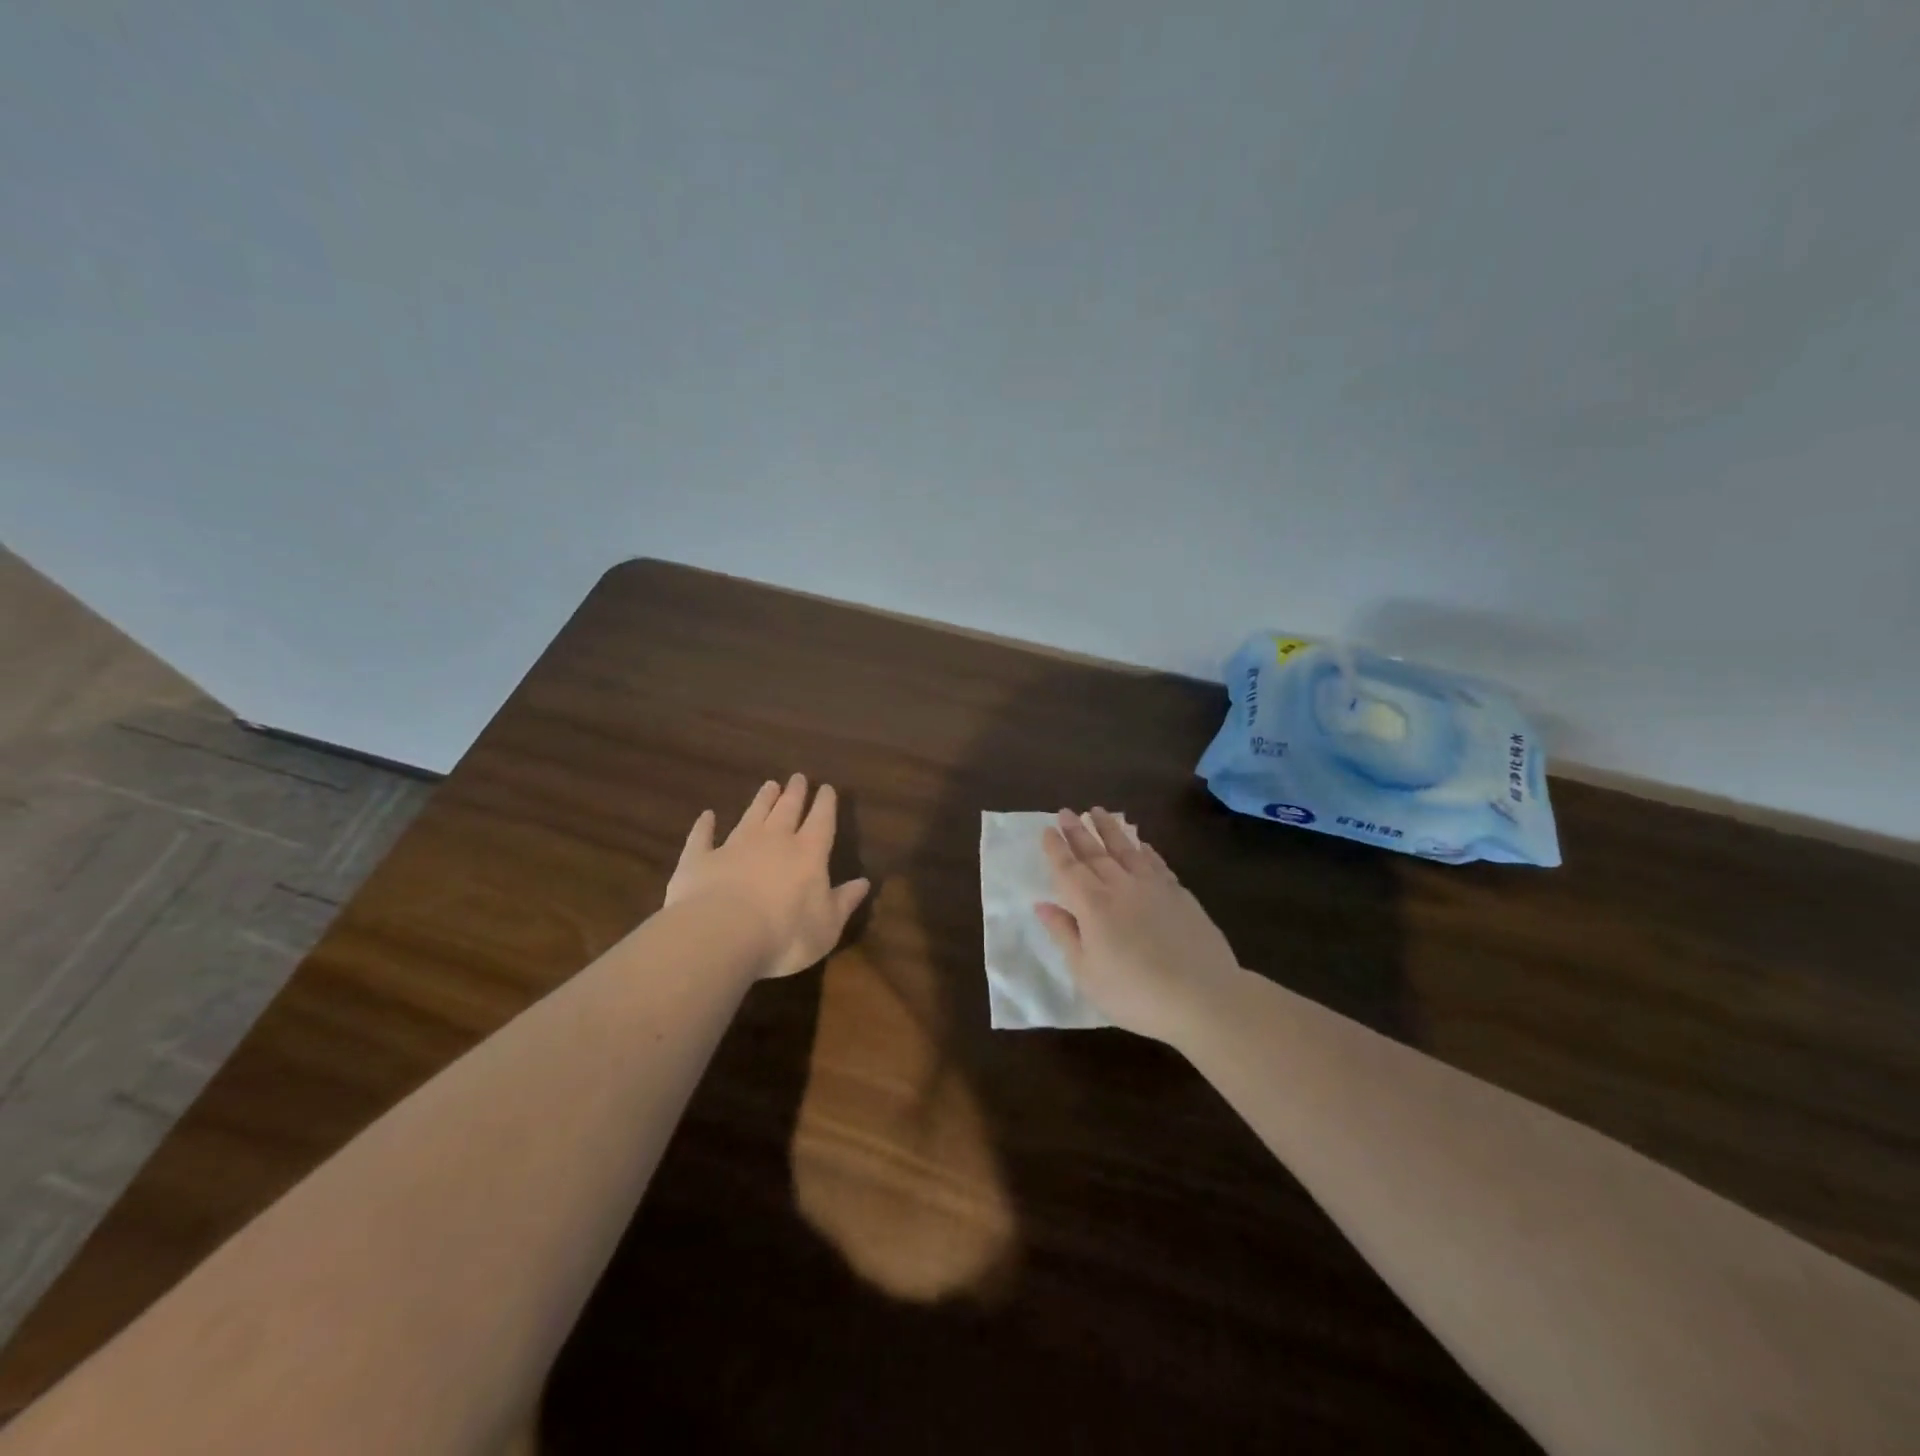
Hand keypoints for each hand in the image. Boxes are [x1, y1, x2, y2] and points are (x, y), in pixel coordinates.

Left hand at [665, 775, 871, 978]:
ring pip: (752, 815)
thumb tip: (864, 882)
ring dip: (761, 800)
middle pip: (787, 810)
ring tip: (769, 785)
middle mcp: (773, 841)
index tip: (827, 788)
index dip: (826, 804)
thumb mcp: (827, 927)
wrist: (721, 935)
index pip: (821, 821)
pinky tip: (707, 815)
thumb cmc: (785, 935)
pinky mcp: (700, 859)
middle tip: (798, 777)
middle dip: (795, 793)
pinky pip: (703, 836)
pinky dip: (705, 825)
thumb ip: (844, 902)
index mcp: (808, 854)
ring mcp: (734, 846)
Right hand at [1036, 808, 1242, 1040]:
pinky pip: (1157, 863)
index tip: (1047, 829)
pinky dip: (1145, 850)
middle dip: (1077, 831)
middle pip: (1095, 853)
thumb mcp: (1087, 973)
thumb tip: (1043, 905)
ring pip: (1126, 850)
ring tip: (1098, 811)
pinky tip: (1141, 843)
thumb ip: (1065, 934)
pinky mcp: (1180, 895)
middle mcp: (1120, 887)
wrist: (1203, 997)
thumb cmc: (1135, 994)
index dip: (1056, 849)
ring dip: (1110, 829)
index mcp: (1092, 906)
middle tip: (1065, 811)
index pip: (1068, 869)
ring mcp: (1153, 887)